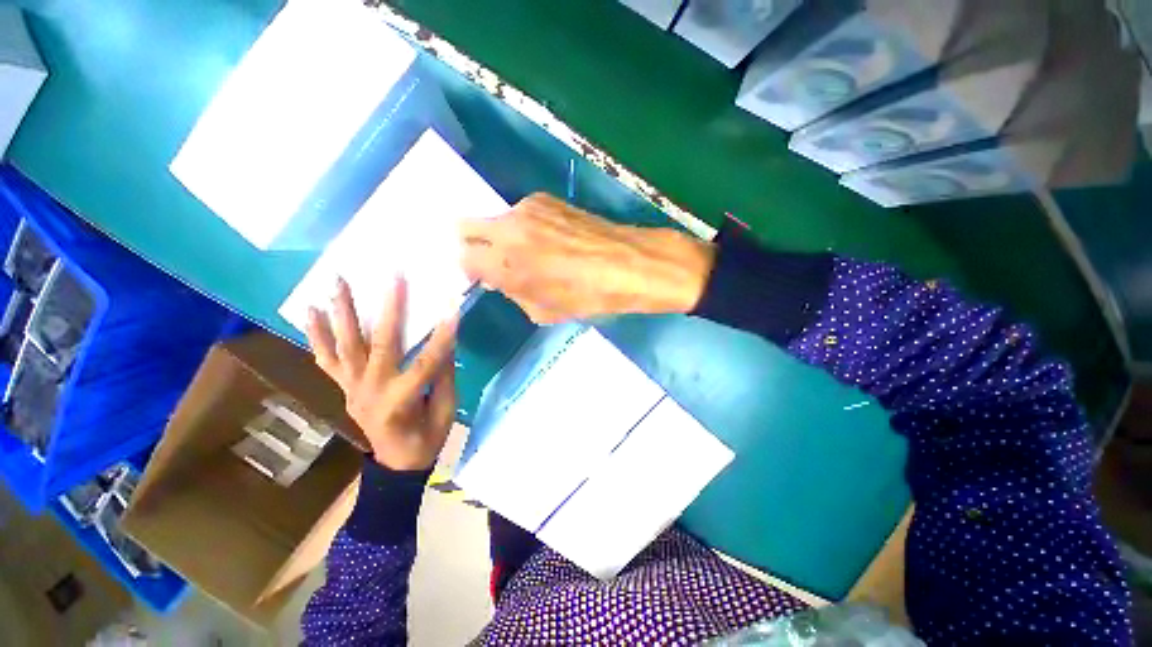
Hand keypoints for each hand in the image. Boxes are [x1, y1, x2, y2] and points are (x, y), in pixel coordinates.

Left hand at [306, 276, 457, 470]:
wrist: (395, 465)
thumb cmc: (427, 439)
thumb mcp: (446, 410)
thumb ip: (445, 375)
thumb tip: (446, 341)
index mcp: (402, 401)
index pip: (427, 362)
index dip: (442, 337)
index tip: (453, 310)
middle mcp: (371, 391)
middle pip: (381, 344)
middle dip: (390, 308)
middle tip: (394, 278)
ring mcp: (352, 388)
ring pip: (346, 345)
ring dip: (343, 311)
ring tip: (338, 281)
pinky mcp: (344, 387)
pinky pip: (326, 359)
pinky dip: (317, 335)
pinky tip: (310, 311)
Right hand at [459, 193, 714, 323]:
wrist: (627, 263)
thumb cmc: (587, 296)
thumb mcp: (543, 311)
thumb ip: (512, 293)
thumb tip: (500, 279)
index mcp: (504, 263)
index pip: (463, 258)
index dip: (472, 270)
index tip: (486, 277)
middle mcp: (507, 228)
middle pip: (466, 227)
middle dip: (476, 246)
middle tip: (496, 261)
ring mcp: (526, 208)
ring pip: (497, 219)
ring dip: (504, 235)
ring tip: (535, 252)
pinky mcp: (546, 198)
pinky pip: (522, 213)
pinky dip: (526, 226)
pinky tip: (552, 240)